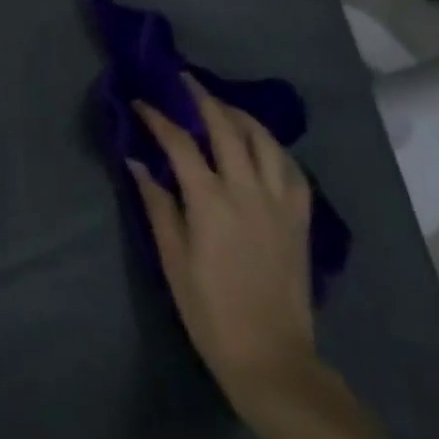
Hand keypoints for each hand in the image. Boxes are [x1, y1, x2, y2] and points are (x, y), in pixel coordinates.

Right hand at [128, 77, 318, 413]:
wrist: (272, 357)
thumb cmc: (210, 311)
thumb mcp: (172, 259)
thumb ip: (157, 204)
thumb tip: (137, 161)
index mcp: (211, 202)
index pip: (179, 143)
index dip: (157, 118)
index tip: (140, 102)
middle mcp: (248, 191)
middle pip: (226, 128)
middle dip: (202, 98)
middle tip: (184, 80)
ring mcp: (280, 204)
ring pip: (265, 141)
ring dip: (241, 116)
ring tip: (222, 106)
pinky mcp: (301, 220)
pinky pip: (292, 170)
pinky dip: (274, 148)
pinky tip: (262, 145)